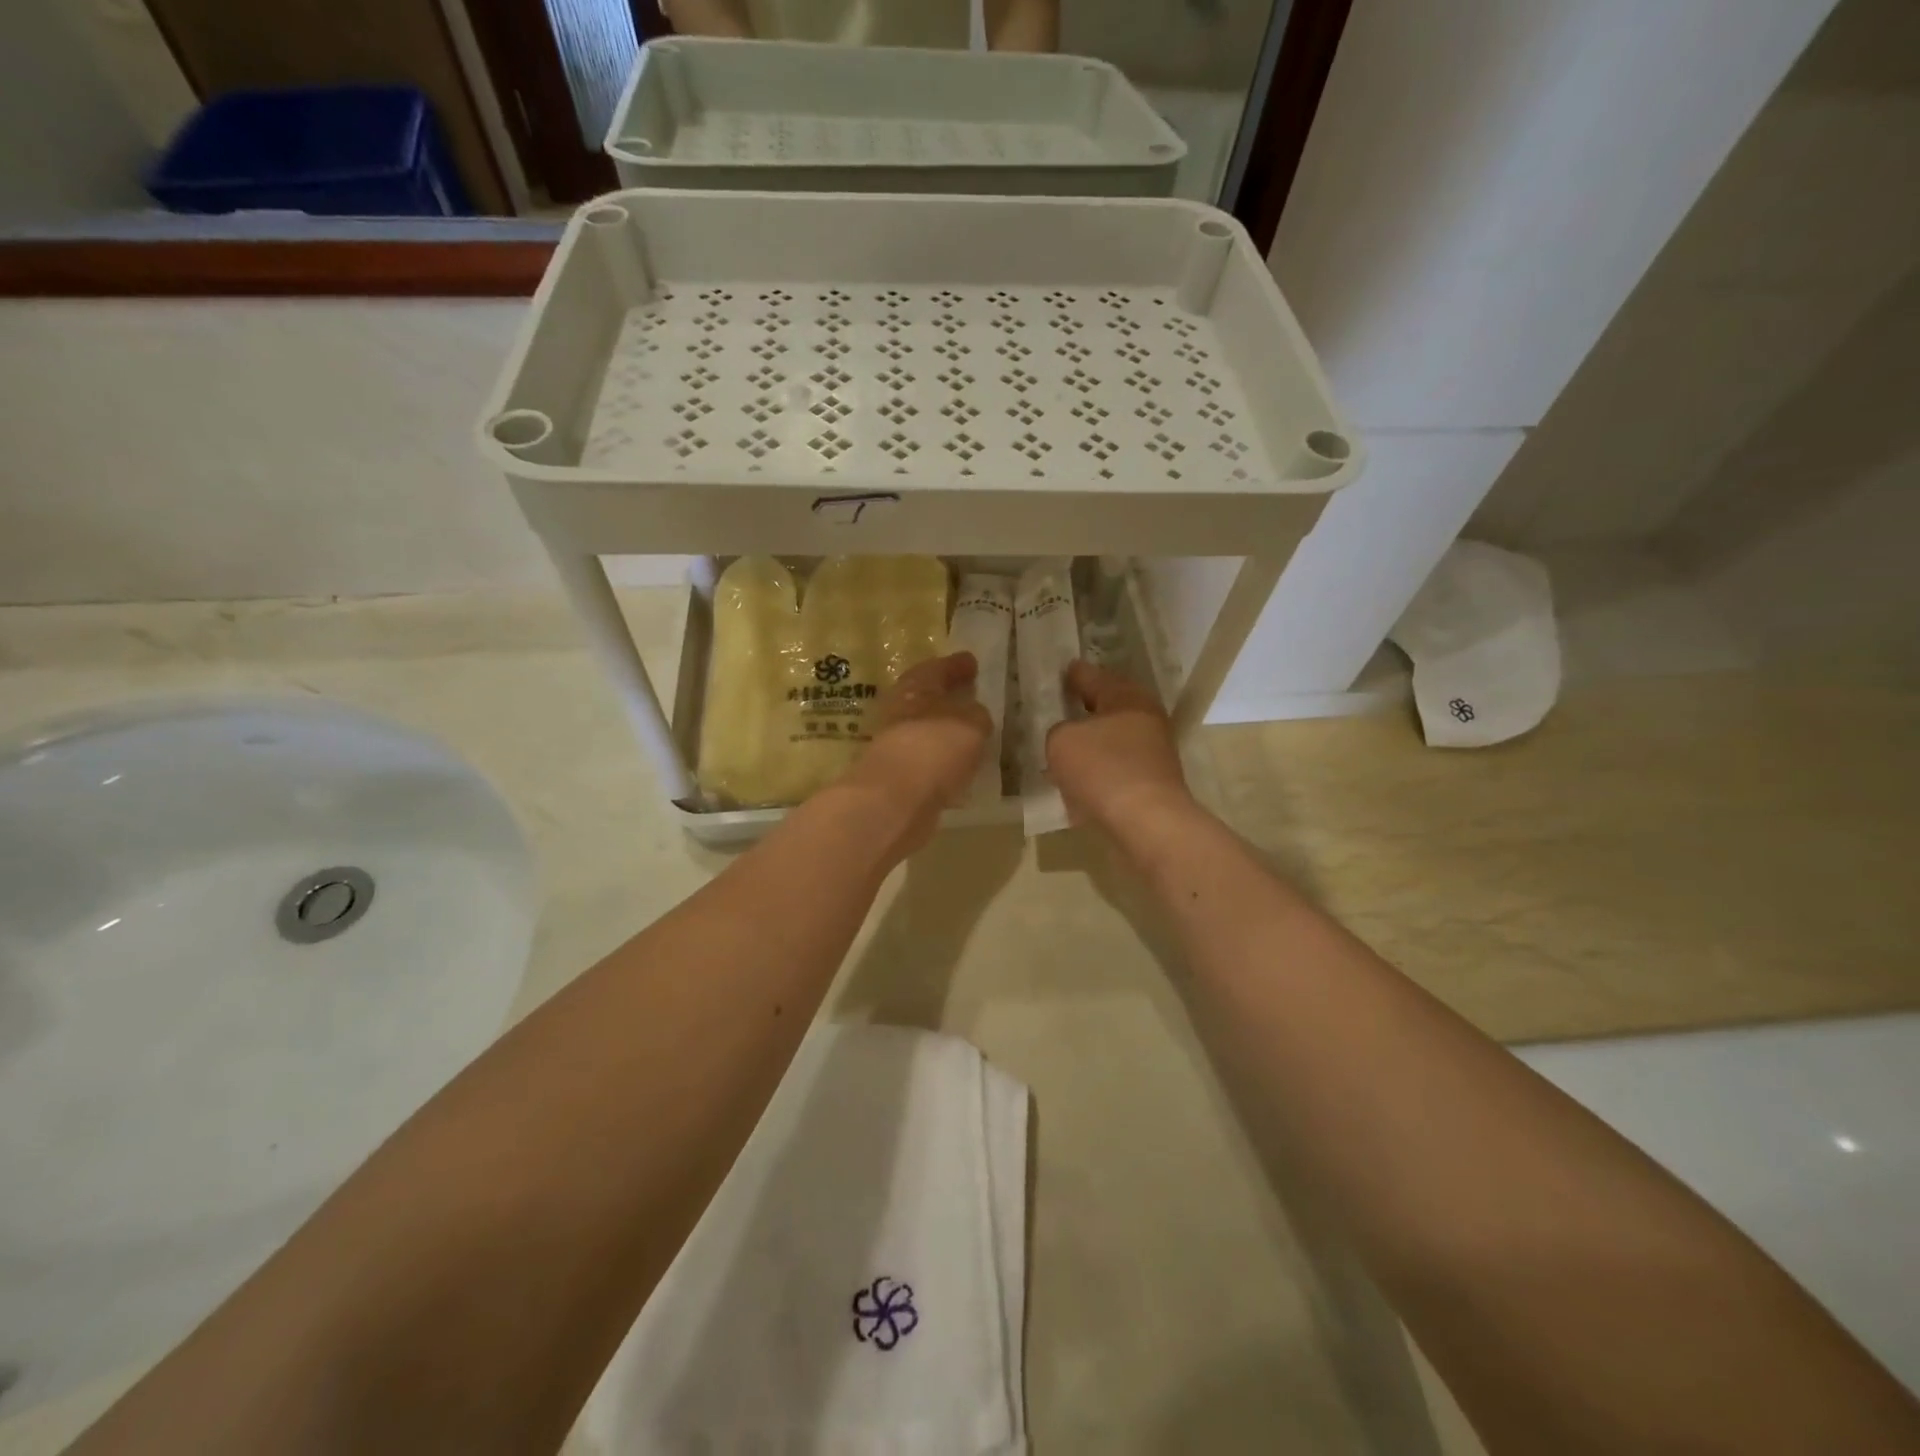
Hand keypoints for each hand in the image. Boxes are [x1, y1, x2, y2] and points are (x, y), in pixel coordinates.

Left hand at [840, 652, 991, 849]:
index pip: (937, 668)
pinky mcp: (896, 777)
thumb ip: (976, 715)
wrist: (895, 800)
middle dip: (945, 697)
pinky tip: (957, 767)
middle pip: (924, 698)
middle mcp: (899, 711)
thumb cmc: (935, 747)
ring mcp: (894, 745)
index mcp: (915, 687)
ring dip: (942, 731)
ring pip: (923, 730)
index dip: (955, 665)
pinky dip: (939, 760)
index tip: (971, 663)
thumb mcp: (971, 723)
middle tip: (968, 696)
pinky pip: (924, 760)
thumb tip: (973, 715)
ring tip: (968, 735)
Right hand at [1046, 660, 1195, 835]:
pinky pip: (1113, 772)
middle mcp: (1145, 721)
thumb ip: (1059, 731)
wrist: (1146, 825)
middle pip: (1108, 709)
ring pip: (1111, 742)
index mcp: (1128, 698)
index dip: (1075, 674)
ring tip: (1060, 749)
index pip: (1095, 676)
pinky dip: (1096, 774)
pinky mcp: (1149, 786)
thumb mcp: (1062, 740)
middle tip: (1059, 707)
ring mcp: (1152, 755)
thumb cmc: (1104, 769)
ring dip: (1089, 745)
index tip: (1062, 670)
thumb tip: (1069, 739)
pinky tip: (1075, 784)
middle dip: (1084, 709)